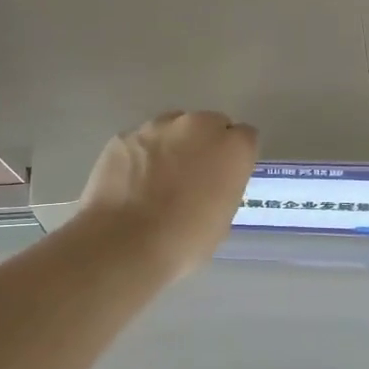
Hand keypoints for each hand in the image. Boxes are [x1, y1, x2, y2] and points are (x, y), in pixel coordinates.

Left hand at [78, 111, 258, 278]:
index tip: (223, 178)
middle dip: (203, 145)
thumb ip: (222, 188)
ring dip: (170, 147)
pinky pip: (140, 141)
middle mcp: (197, 126)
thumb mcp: (221, 220)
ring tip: (155, 181)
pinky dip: (139, 156)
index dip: (233, 158)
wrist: (124, 244)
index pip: (244, 138)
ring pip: (172, 128)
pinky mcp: (123, 136)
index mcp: (232, 148)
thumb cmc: (183, 242)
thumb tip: (209, 184)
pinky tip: (130, 184)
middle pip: (208, 124)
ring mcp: (156, 127)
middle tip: (190, 178)